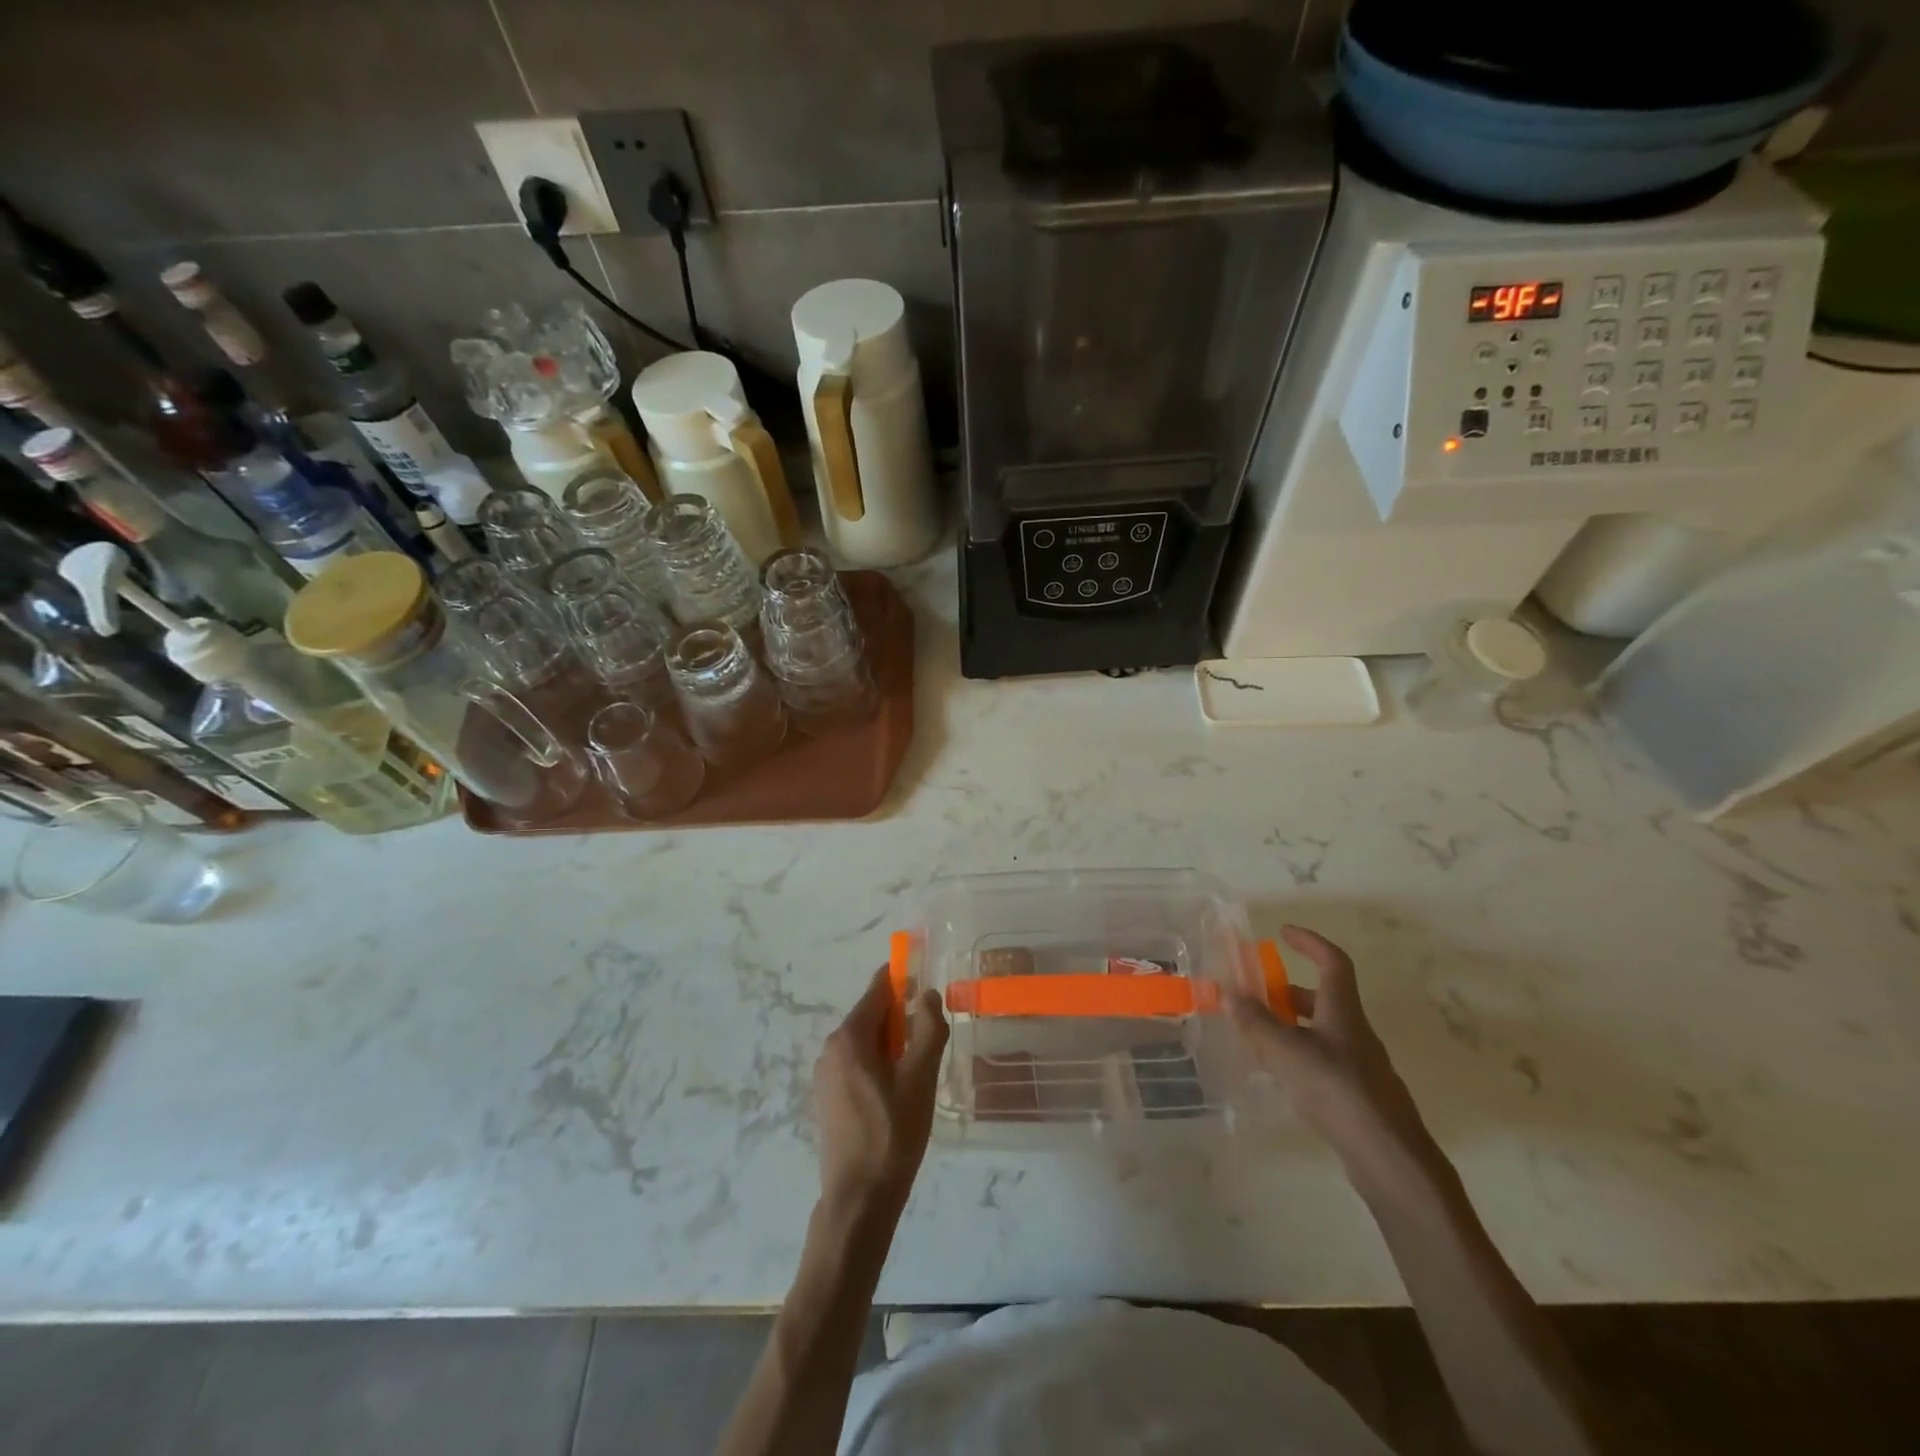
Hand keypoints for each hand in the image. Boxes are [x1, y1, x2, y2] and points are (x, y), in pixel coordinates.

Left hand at [814, 965, 947, 1224]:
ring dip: (892, 1041)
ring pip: (865, 1042)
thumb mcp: (920, 1077)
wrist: (859, 1199)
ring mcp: (826, 1075)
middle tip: (932, 1029)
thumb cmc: (893, 1133)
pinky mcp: (829, 1098)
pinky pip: (857, 1063)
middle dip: (901, 1015)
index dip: (901, 977)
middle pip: (871, 1015)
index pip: (877, 990)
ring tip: (921, 1063)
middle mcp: (831, 1049)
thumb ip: (928, 1029)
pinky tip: (900, 1088)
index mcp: (850, 1037)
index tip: (924, 972)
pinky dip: (880, 1062)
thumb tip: (927, 993)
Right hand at [1231, 926, 1433, 1181]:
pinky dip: (1299, 1056)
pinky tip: (1279, 1077)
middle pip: (1322, 999)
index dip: (1309, 942)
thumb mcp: (1285, 1052)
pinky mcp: (1360, 1095)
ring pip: (1321, 1032)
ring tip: (1257, 1038)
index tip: (1284, 932)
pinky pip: (1324, 1061)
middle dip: (1287, 992)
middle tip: (1255, 995)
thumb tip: (1229, 991)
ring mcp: (1361, 1065)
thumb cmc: (1337, 1090)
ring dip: (1290, 1026)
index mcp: (1343, 1011)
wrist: (1390, 1158)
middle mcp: (1355, 1031)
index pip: (1332, 961)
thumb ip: (1255, 1021)